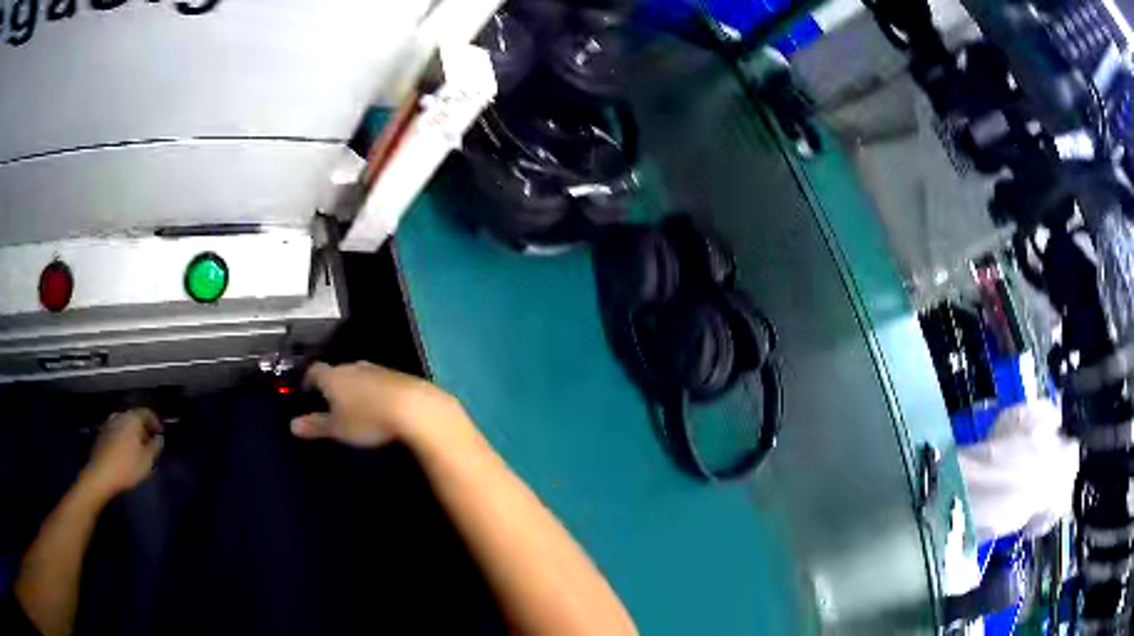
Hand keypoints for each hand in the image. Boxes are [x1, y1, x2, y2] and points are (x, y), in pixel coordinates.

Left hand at [80, 409, 163, 499]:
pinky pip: (116, 431)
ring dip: (131, 433)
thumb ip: (155, 447)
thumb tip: (159, 438)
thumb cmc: (127, 466)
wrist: (101, 473)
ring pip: (124, 424)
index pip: (147, 412)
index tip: (160, 434)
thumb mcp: (147, 461)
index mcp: (132, 418)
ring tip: (136, 448)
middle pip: (134, 417)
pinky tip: (124, 451)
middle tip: (149, 442)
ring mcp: (109, 423)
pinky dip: (122, 437)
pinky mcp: (102, 433)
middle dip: (143, 428)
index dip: (155, 422)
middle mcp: (120, 415)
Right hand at [290, 362, 461, 447]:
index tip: (306, 392)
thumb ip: (315, 426)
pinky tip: (378, 406)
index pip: (314, 371)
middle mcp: (353, 367)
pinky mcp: (398, 376)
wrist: (415, 408)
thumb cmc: (368, 419)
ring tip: (353, 406)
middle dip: (332, 384)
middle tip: (329, 402)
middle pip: (337, 371)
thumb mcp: (337, 428)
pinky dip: (373, 391)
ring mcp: (377, 369)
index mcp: (333, 376)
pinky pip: (378, 381)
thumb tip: (293, 425)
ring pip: (358, 375)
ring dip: (354, 387)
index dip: (308, 381)